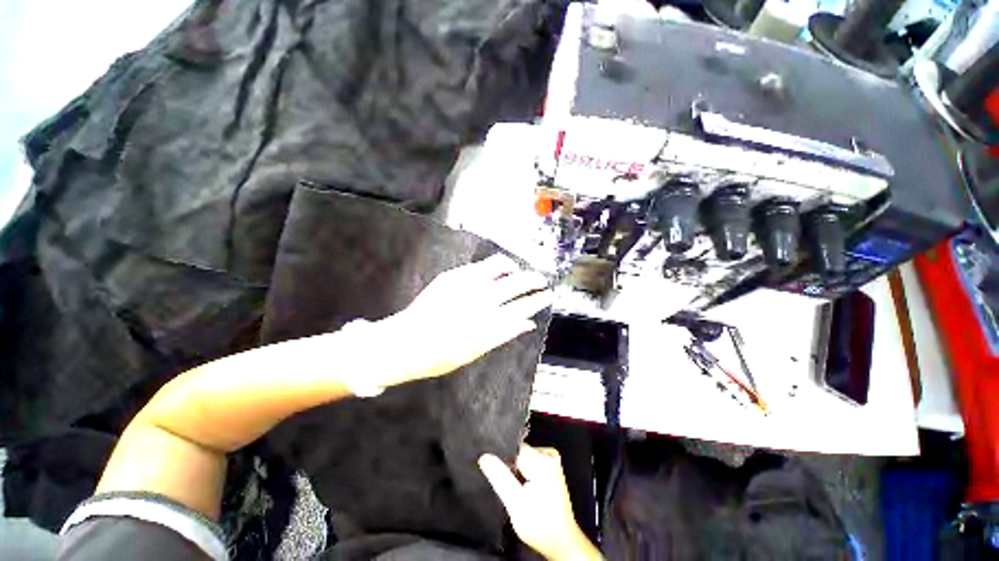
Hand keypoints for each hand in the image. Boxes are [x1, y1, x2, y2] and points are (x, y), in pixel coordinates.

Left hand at [374, 255, 550, 386]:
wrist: (404, 342)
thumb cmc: (441, 355)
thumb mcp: (477, 351)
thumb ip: (504, 333)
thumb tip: (528, 323)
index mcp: (490, 321)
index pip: (524, 306)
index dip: (539, 299)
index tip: (550, 294)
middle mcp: (481, 299)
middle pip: (517, 283)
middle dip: (534, 280)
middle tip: (542, 281)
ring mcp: (467, 284)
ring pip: (501, 266)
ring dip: (514, 269)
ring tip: (518, 273)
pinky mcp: (454, 276)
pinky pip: (481, 265)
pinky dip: (495, 267)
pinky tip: (496, 272)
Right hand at [479, 446, 601, 560]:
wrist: (561, 542)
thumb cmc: (541, 526)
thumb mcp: (515, 503)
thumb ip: (499, 477)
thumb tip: (485, 456)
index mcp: (543, 460)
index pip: (513, 448)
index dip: (502, 461)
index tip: (499, 476)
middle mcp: (549, 455)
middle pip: (518, 453)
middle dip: (509, 468)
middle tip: (511, 489)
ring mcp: (551, 461)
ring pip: (522, 459)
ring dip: (516, 473)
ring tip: (518, 492)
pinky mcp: (551, 469)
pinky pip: (529, 464)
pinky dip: (523, 475)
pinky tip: (524, 490)